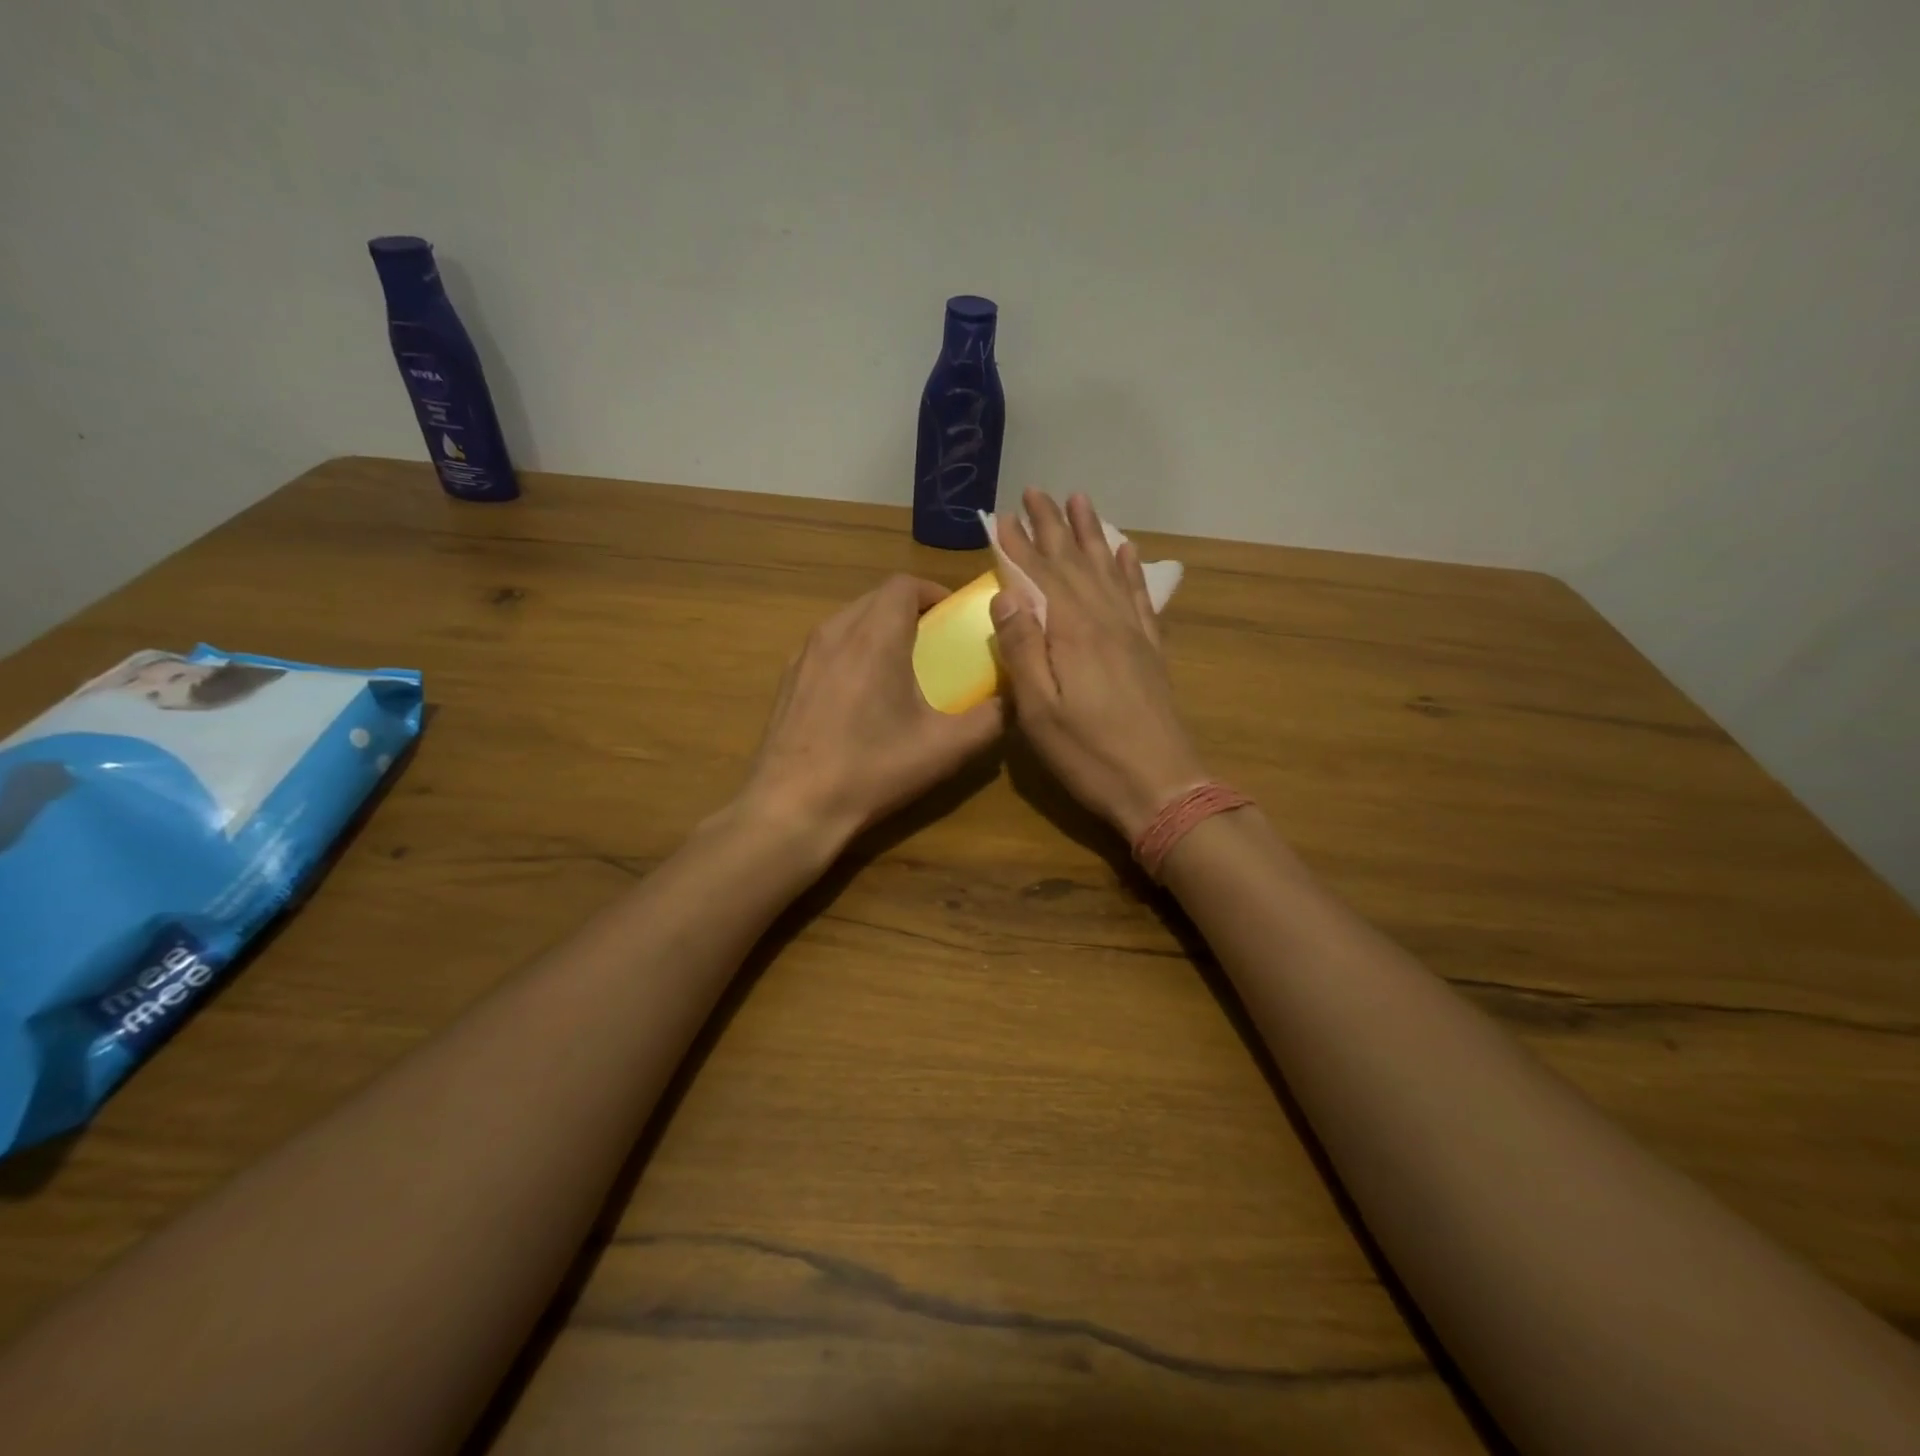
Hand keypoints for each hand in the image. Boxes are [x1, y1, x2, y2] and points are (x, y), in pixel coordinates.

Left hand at [738, 575, 1002, 852]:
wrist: (793, 806)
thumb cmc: (873, 769)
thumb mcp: (945, 748)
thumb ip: (991, 717)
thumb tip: (1016, 696)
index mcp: (875, 637)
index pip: (904, 584)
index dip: (934, 593)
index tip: (953, 620)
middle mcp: (835, 632)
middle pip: (876, 598)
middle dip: (910, 611)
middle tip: (935, 646)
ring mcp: (804, 655)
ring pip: (849, 620)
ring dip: (879, 630)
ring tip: (901, 669)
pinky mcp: (788, 679)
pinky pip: (827, 646)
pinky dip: (852, 651)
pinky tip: (861, 696)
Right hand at [990, 490, 1207, 839]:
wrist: (1161, 786)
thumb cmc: (1090, 756)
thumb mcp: (1040, 711)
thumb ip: (1022, 650)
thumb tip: (1005, 595)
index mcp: (1073, 633)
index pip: (1040, 577)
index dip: (1019, 546)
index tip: (1002, 517)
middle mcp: (1105, 621)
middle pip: (1075, 563)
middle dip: (1053, 527)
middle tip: (1037, 491)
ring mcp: (1133, 634)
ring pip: (1108, 570)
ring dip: (1092, 535)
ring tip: (1081, 501)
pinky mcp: (1150, 651)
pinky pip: (1139, 597)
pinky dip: (1130, 570)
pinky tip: (1126, 551)